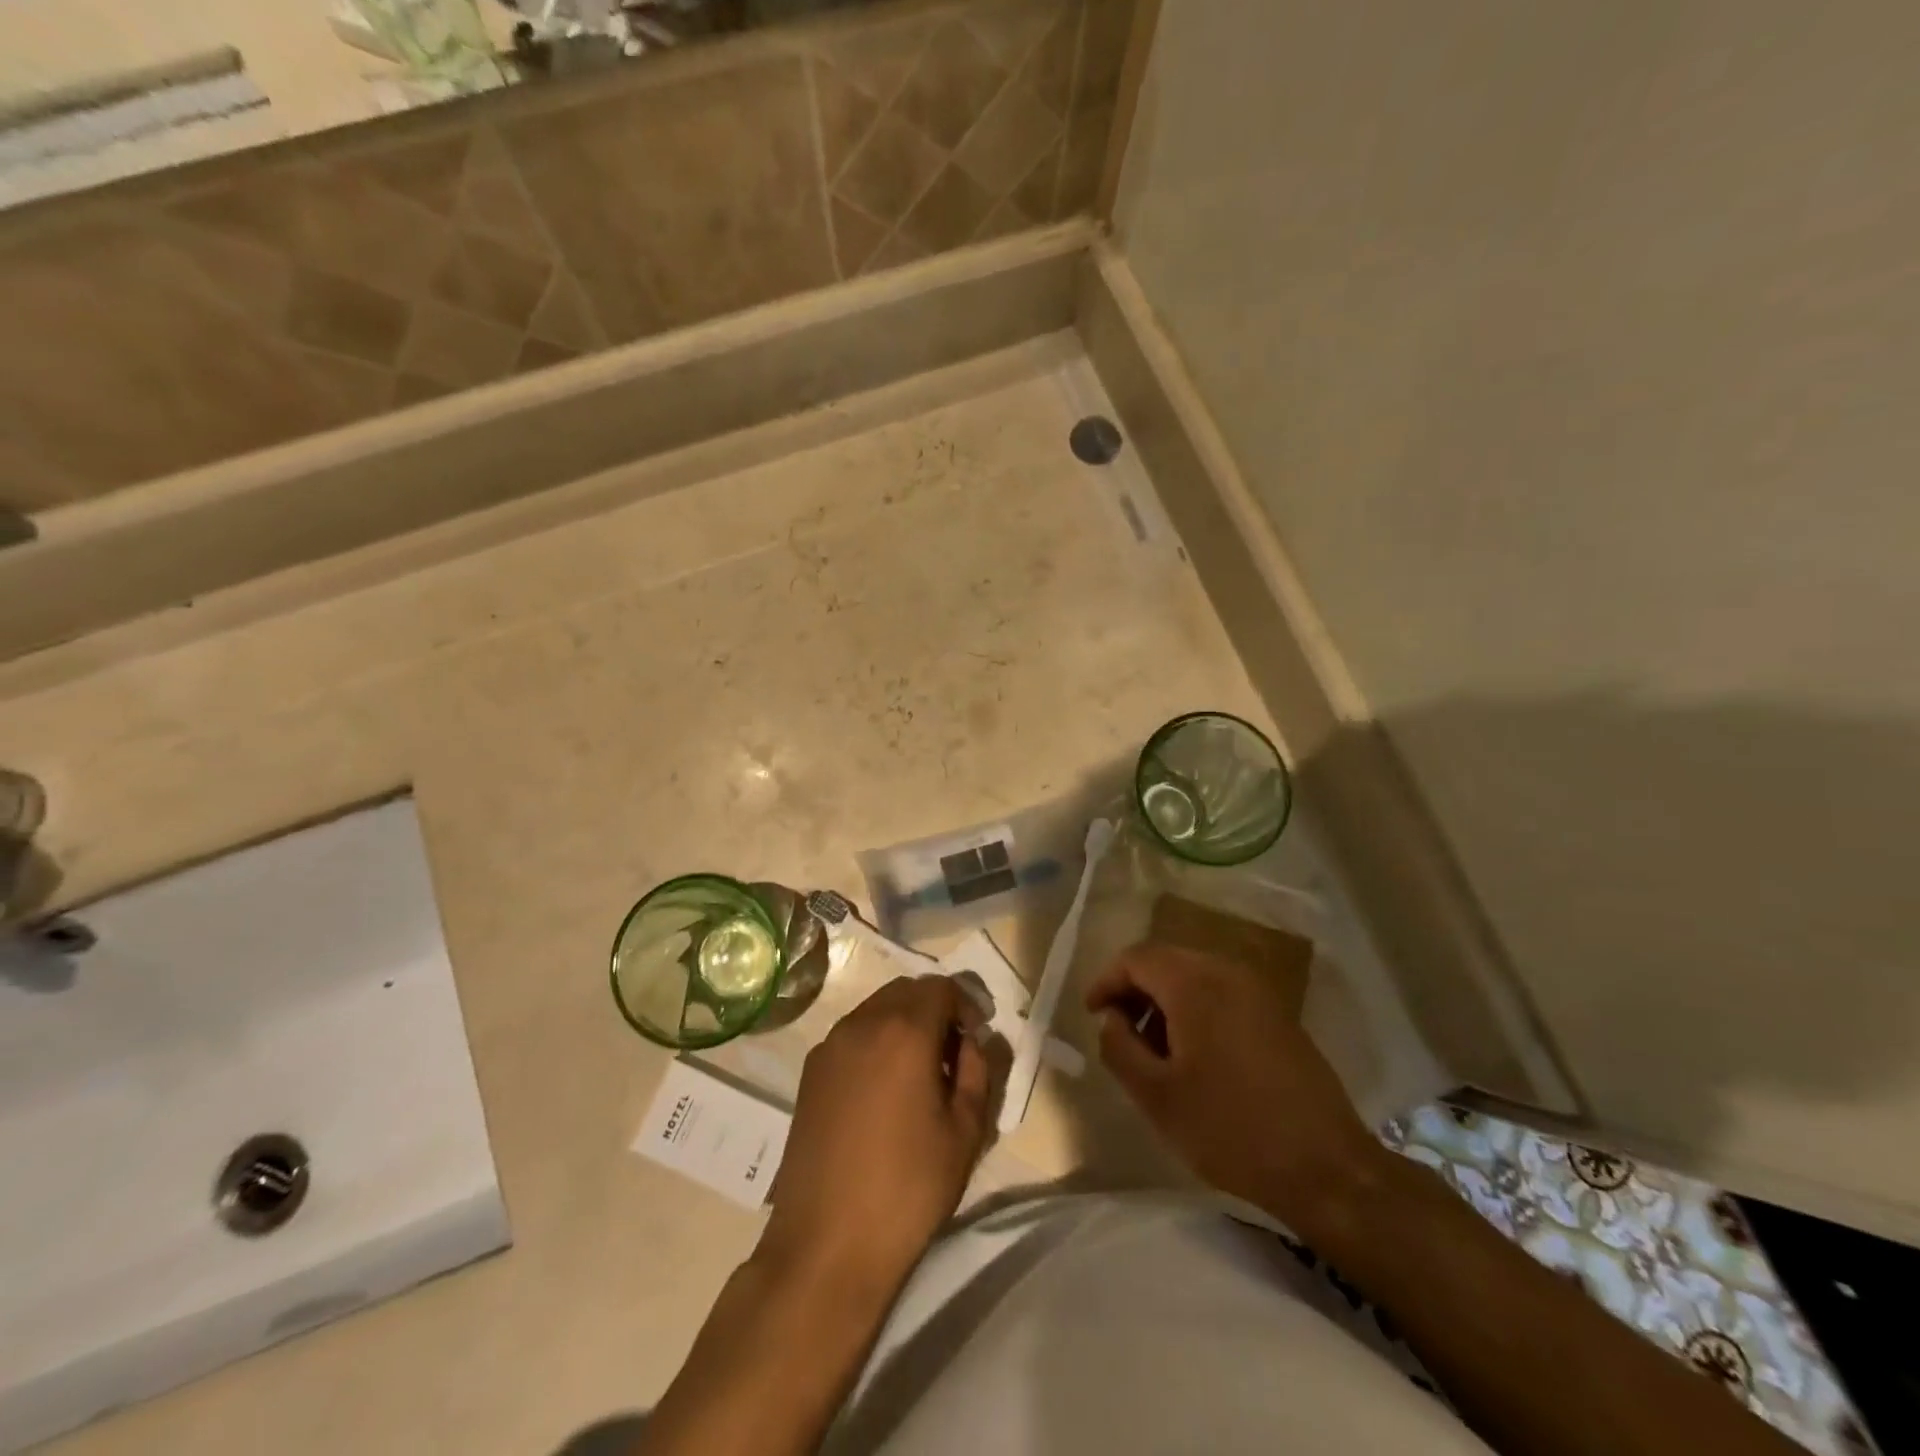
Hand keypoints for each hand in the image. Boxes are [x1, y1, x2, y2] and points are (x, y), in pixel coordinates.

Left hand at [760, 976, 1005, 1295]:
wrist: (827, 1244)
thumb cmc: (908, 1187)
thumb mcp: (966, 1131)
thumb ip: (978, 1071)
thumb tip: (971, 1043)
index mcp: (904, 1031)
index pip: (941, 987)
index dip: (965, 1005)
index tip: (975, 1039)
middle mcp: (862, 1024)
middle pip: (905, 991)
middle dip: (935, 1010)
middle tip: (952, 1053)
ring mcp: (830, 1046)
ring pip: (876, 1009)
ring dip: (903, 1023)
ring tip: (918, 1073)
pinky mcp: (810, 1072)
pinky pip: (852, 1035)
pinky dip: (875, 1041)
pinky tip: (884, 1090)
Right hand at [1086, 943, 1383, 1226]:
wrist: (1326, 1168)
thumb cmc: (1230, 1129)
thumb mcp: (1157, 1096)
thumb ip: (1119, 1047)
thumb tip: (1110, 1018)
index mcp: (1194, 983)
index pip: (1136, 958)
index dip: (1106, 981)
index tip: (1093, 1015)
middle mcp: (1226, 972)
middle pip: (1165, 960)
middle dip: (1135, 990)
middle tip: (1119, 1031)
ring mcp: (1258, 990)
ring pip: (1194, 975)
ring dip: (1165, 1000)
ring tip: (1154, 1049)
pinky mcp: (1278, 1014)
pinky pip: (1222, 992)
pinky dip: (1196, 1008)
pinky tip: (1195, 1054)